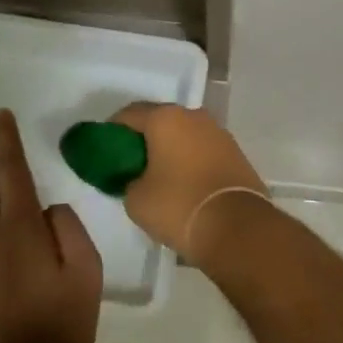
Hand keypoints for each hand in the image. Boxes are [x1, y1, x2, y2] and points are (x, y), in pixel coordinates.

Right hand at [109, 104, 269, 261]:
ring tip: (159, 174)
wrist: (236, 227)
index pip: (130, 114)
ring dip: (170, 148)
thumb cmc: (178, 205)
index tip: (105, 149)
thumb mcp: (136, 199)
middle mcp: (194, 116)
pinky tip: (184, 182)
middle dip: (144, 138)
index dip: (113, 130)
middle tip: (130, 162)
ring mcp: (219, 133)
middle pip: (160, 120)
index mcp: (166, 118)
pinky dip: (191, 160)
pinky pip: (203, 150)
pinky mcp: (236, 153)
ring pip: (185, 134)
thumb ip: (129, 180)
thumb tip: (138, 179)